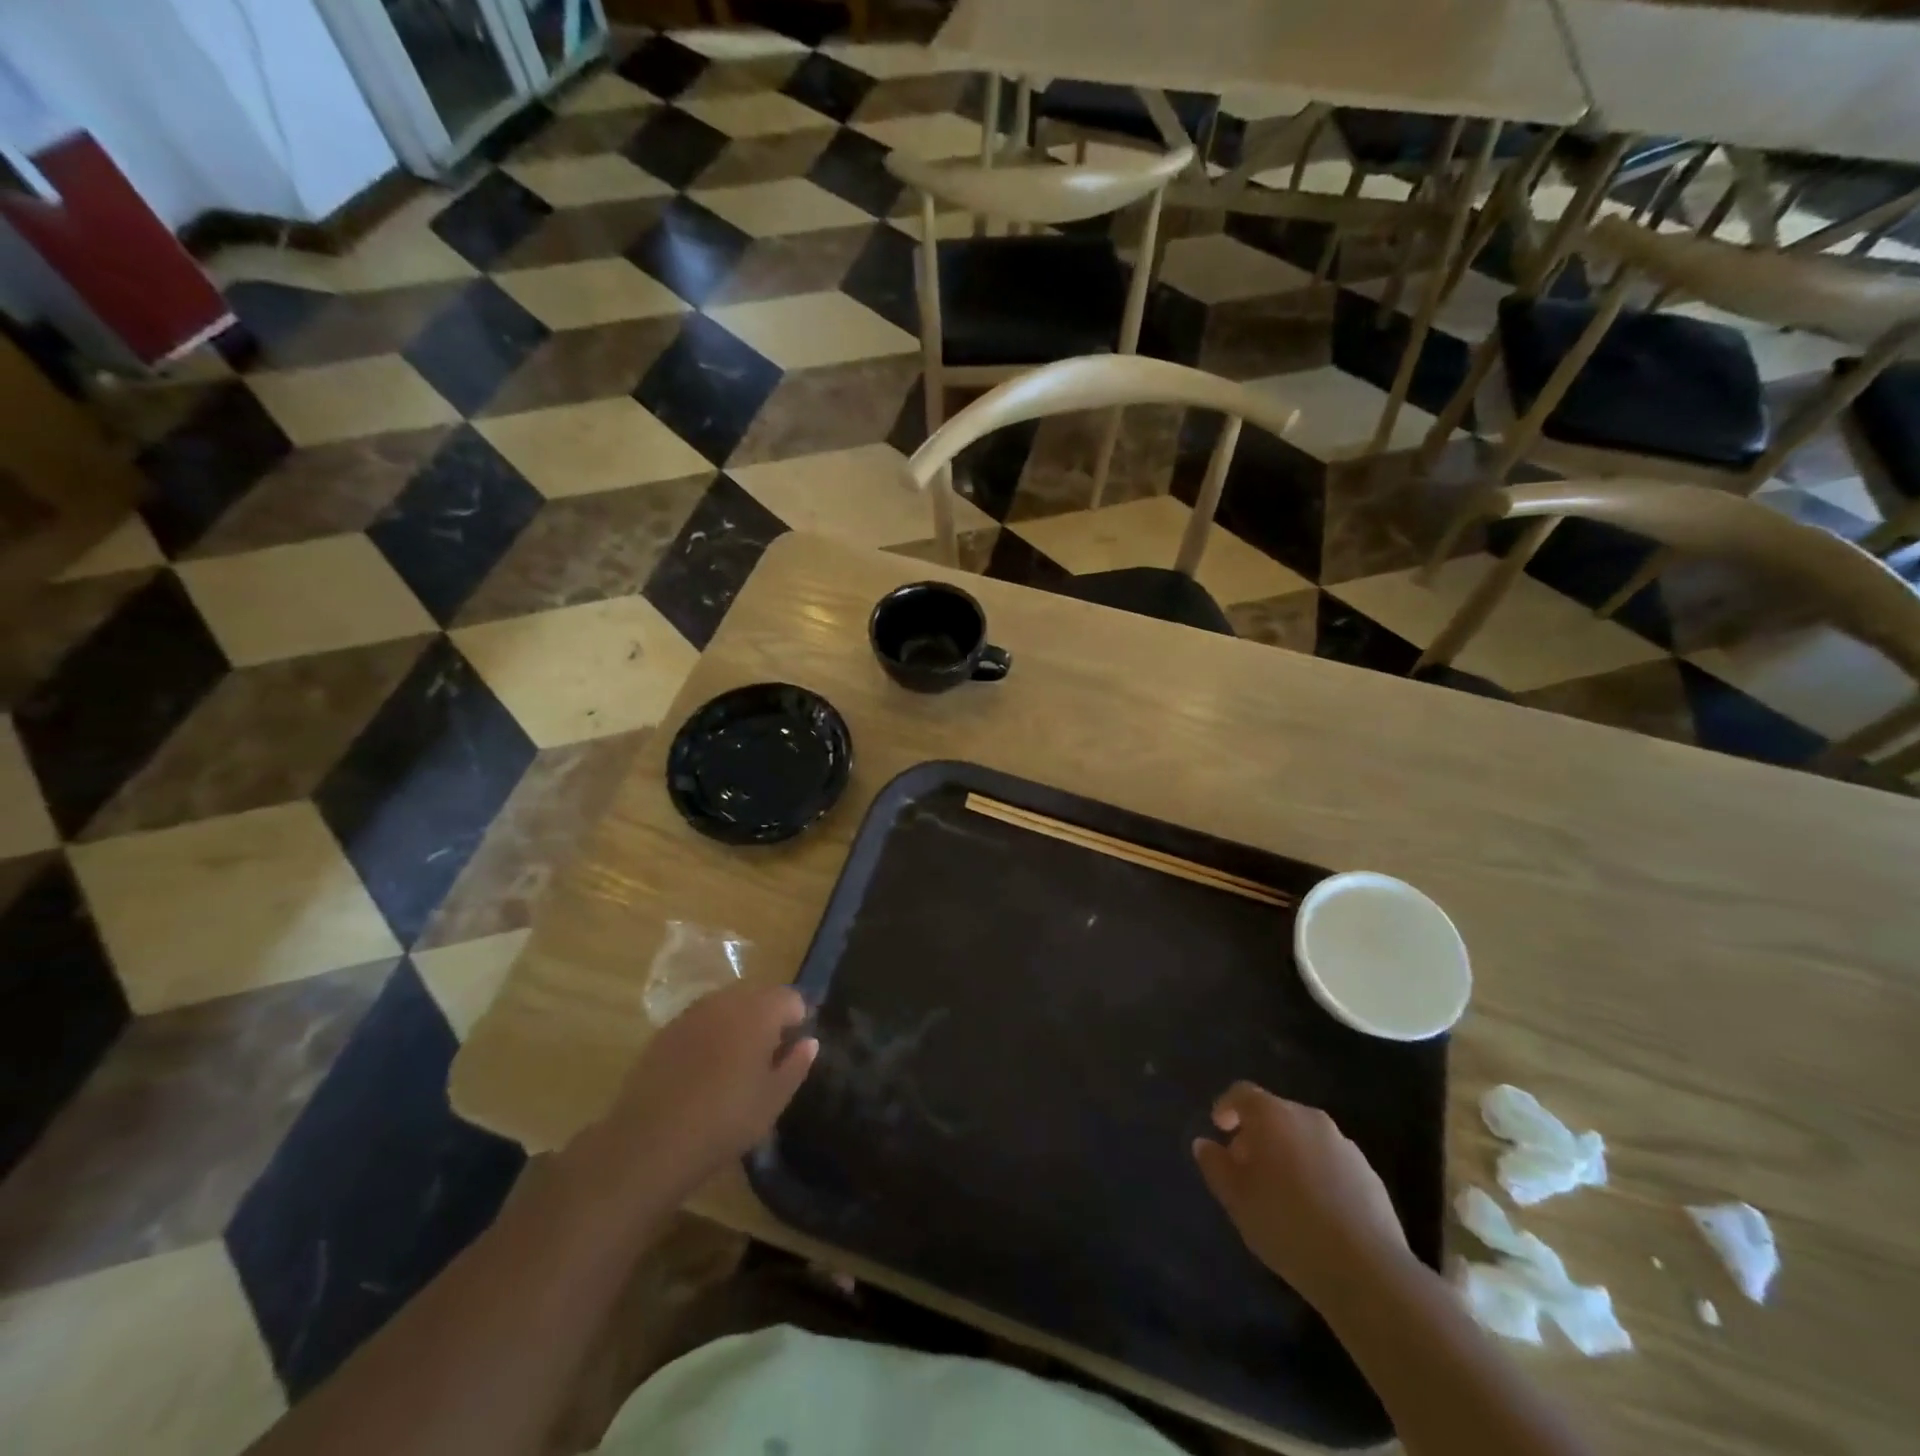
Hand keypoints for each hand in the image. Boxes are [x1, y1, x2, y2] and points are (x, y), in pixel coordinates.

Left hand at [604, 982, 817, 1190]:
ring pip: (727, 1005)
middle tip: (768, 1056)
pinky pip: (701, 1021)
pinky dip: (710, 1034)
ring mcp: (693, 1012)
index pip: (791, 998)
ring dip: (738, 1023)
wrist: (650, 1141)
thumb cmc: (725, 1119)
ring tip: (736, 1062)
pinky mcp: (666, 1030)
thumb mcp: (773, 1099)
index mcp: (760, 1011)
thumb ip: (796, 1065)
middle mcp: (727, 1000)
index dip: (797, 1021)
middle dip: (769, 1017)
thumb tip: (809, 1042)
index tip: (793, 1049)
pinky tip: (704, 1069)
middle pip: (759, 995)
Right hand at [1193, 1083, 1410, 1310]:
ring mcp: (1344, 1146)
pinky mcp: (1370, 1175)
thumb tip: (1205, 1144)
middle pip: (1276, 1114)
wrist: (1365, 1270)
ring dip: (1289, 1154)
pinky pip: (1331, 1163)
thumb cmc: (1286, 1224)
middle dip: (1258, 1135)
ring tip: (1282, 1193)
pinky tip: (1315, 1211)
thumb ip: (1215, 1165)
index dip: (1226, 1107)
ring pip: (1305, 1139)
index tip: (1219, 1129)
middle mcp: (1309, 1119)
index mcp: (1273, 1115)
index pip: (1242, 1093)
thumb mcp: (1236, 1199)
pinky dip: (1316, 1174)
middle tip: (1246, 1168)